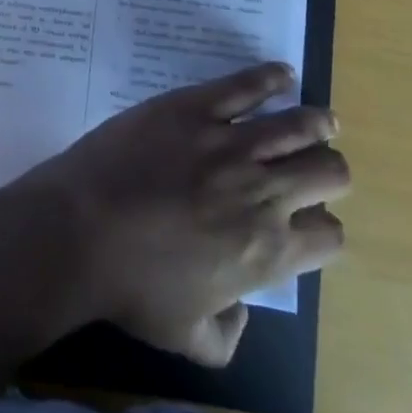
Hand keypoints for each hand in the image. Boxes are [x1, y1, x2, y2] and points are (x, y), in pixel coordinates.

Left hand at [13, 62, 347, 366]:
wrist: (81, 228)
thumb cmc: (131, 286)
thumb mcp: (187, 338)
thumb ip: (227, 337)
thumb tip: (241, 312)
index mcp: (268, 252)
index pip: (330, 237)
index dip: (325, 229)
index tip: (311, 221)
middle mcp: (263, 193)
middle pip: (327, 172)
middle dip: (330, 171)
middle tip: (318, 166)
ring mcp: (229, 143)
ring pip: (299, 125)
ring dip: (318, 123)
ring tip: (323, 120)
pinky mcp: (194, 107)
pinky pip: (245, 85)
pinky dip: (270, 77)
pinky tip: (282, 74)